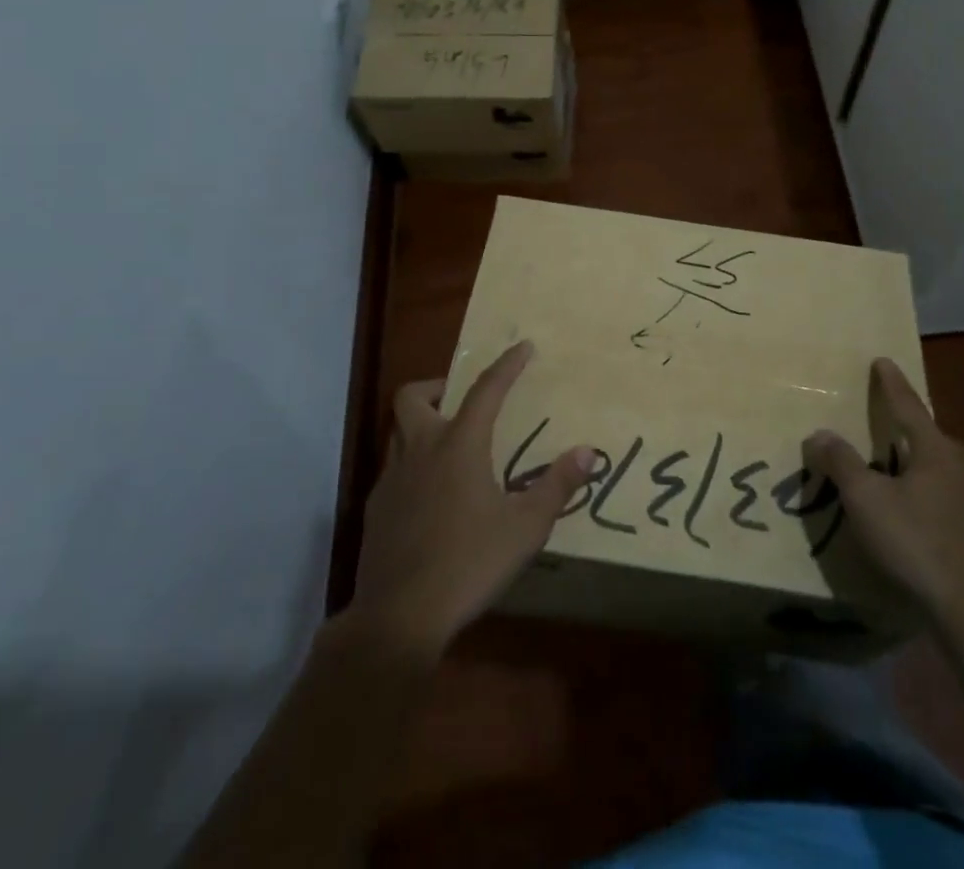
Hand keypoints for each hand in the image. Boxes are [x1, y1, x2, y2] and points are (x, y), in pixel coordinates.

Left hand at [349, 340, 592, 658]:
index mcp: (459, 445)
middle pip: (413, 396)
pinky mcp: (375, 510)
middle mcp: (420, 450)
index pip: (486, 390)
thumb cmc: (469, 563)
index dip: (506, 365)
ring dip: (420, 425)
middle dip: (437, 386)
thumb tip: (588, 451)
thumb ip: (557, 486)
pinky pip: (393, 471)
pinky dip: (412, 468)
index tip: (523, 347)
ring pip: (398, 432)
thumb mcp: (526, 527)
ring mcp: (391, 480)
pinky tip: (430, 499)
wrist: (400, 617)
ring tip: (449, 447)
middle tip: (461, 400)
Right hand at [805, 358, 963, 643]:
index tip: (883, 361)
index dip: (892, 384)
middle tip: (890, 427)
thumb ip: (841, 463)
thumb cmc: (916, 544)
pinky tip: (952, 510)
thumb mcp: (866, 500)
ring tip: (920, 469)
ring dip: (937, 463)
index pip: (909, 406)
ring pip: (957, 469)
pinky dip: (956, 497)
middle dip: (913, 429)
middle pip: (935, 438)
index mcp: (937, 450)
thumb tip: (820, 434)